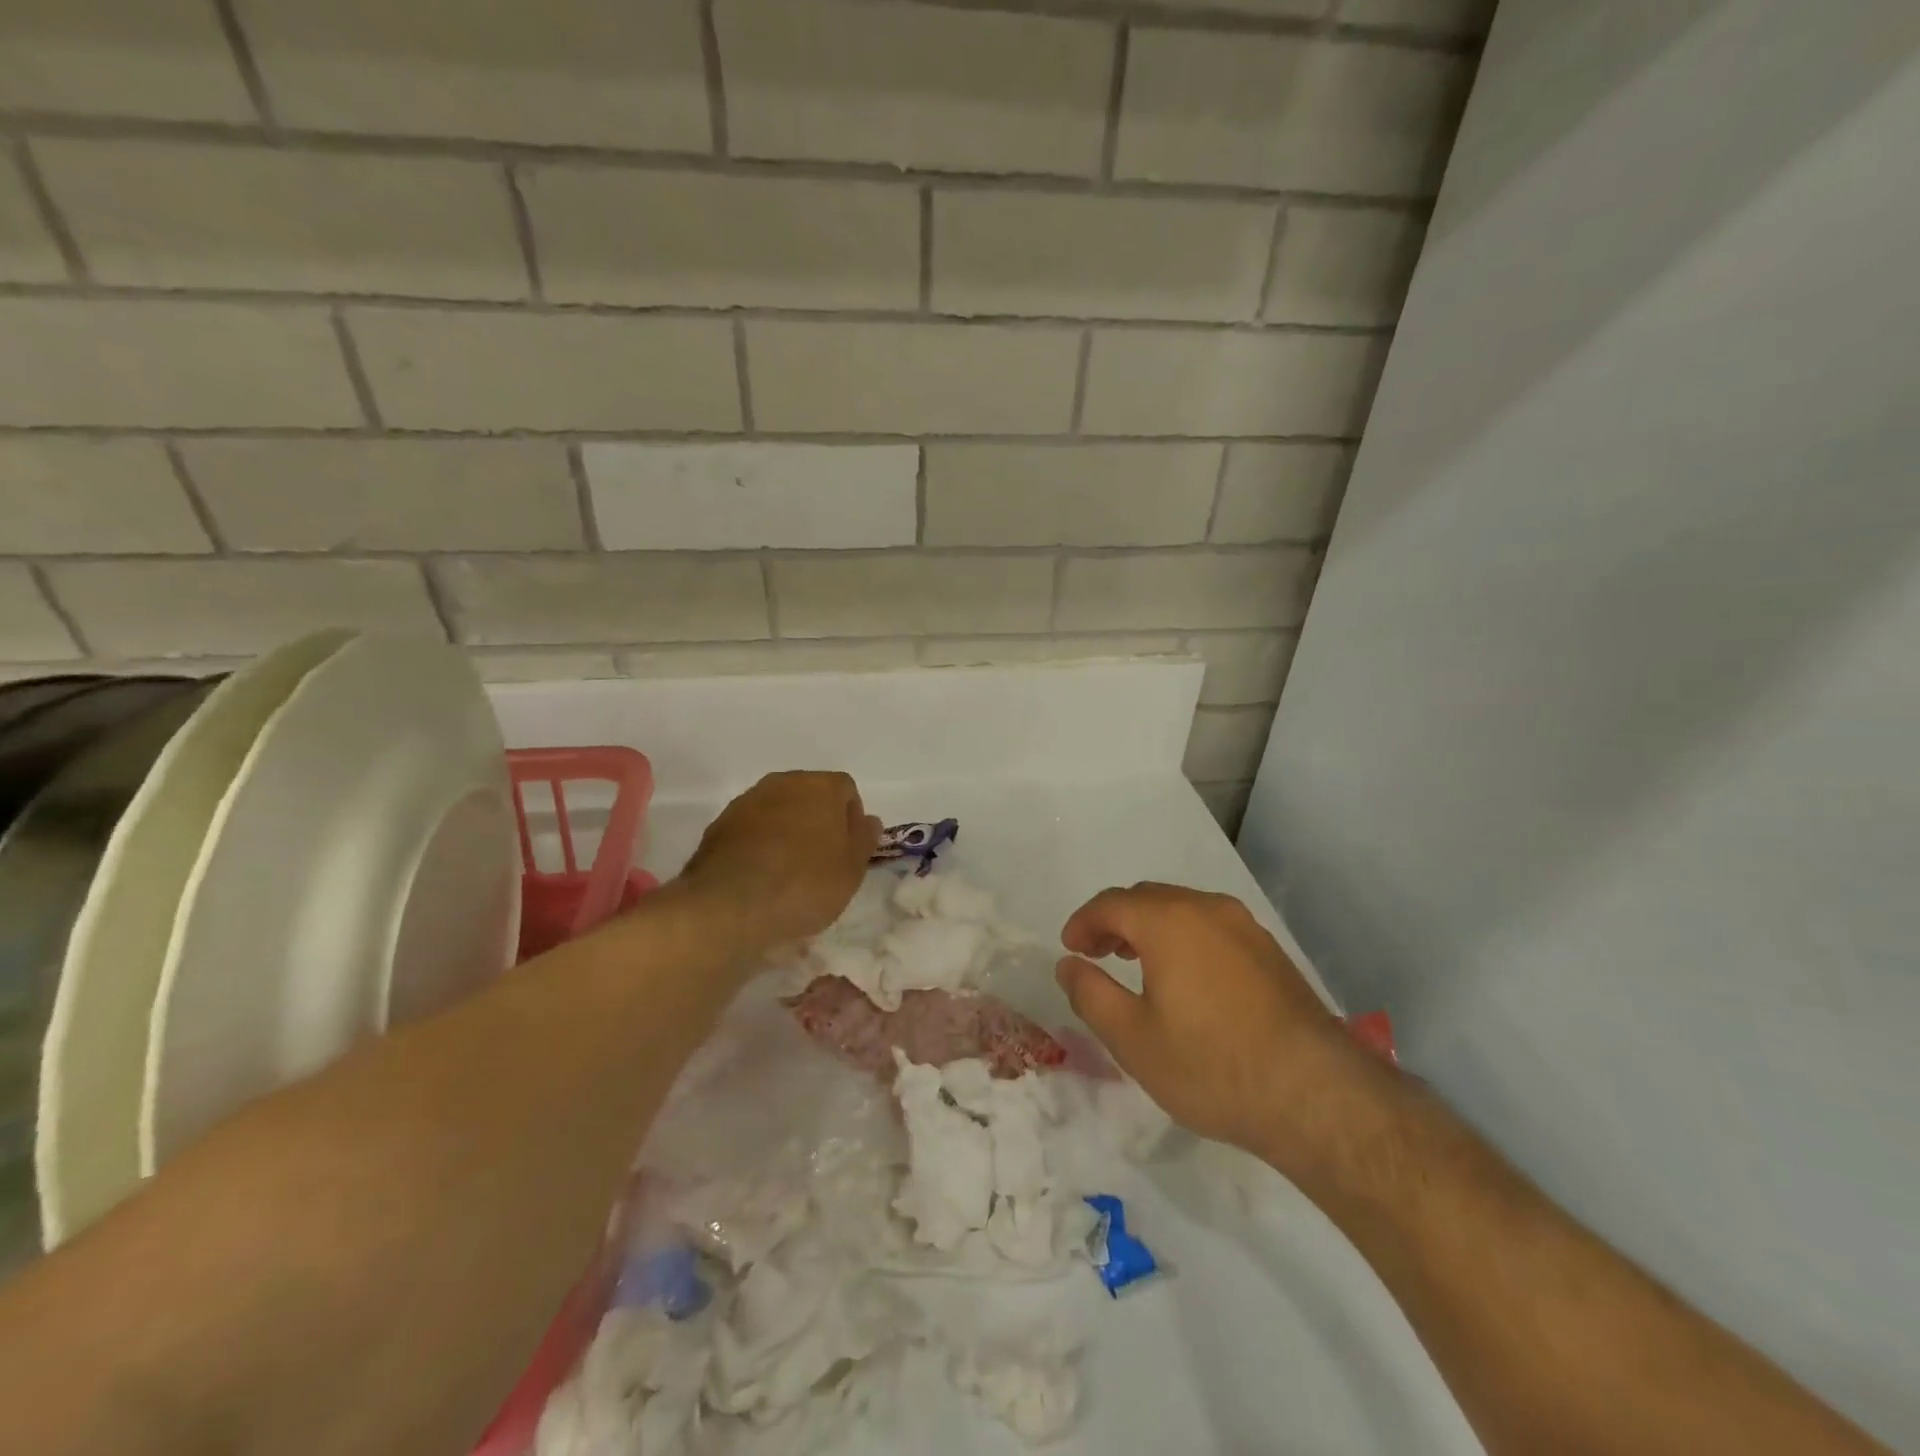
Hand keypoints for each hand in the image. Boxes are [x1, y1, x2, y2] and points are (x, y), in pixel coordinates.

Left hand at [679, 771, 881, 949]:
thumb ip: (864, 839)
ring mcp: (746, 802)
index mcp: (820, 786)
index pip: (845, 789)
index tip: (848, 851)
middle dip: (818, 820)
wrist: (730, 907)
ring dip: (786, 831)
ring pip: (778, 810)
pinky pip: (751, 828)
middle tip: (821, 860)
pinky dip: (759, 844)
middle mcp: (783, 783)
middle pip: (809, 794)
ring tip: (788, 872)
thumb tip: (867, 820)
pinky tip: (760, 876)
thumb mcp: (851, 870)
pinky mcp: (719, 825)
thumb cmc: (804, 885)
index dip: (851, 819)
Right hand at [1056, 882, 1362, 1164]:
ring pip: (1183, 910)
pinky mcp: (1271, 952)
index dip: (1084, 922)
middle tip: (1097, 954)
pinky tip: (1185, 978)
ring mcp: (1245, 927)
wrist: (1316, 1095)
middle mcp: (1207, 909)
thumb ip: (1090, 994)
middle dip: (1115, 921)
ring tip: (1135, 962)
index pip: (1112, 903)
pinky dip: (1184, 939)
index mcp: (1169, 920)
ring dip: (1151, 928)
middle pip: (1148, 899)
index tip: (1070, 948)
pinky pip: (1211, 928)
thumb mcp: (1132, 1039)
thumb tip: (1068, 965)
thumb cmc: (1211, 1065)